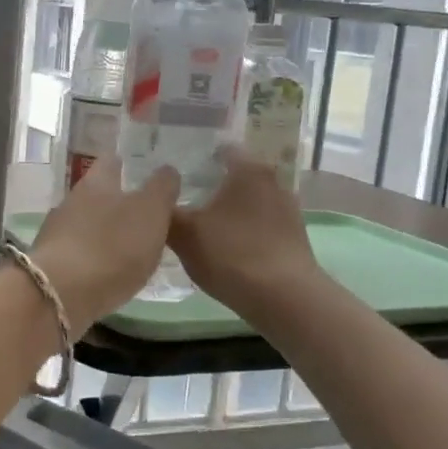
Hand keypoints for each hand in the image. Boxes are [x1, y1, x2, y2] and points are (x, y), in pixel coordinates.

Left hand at [29, 157, 180, 330]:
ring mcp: (58, 232)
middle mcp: (72, 201)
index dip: (128, 162)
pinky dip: (96, 256)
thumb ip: (161, 189)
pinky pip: (80, 251)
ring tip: (132, 244)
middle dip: (118, 199)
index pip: (111, 160)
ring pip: (87, 222)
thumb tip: (167, 170)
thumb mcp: (150, 212)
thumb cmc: (112, 245)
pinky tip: (110, 270)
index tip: (143, 167)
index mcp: (96, 182)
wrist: (60, 295)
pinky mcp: (53, 264)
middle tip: (146, 210)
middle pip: (98, 192)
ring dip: (106, 230)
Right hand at [167, 148, 321, 316]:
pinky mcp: (293, 235)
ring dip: (227, 208)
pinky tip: (225, 247)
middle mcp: (272, 180)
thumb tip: (154, 198)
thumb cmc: (232, 255)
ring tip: (200, 224)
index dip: (196, 157)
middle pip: (235, 174)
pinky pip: (260, 222)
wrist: (285, 299)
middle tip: (181, 198)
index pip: (220, 148)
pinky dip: (243, 228)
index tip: (176, 172)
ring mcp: (287, 208)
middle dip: (210, 183)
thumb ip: (165, 211)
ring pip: (248, 199)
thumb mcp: (185, 234)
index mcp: (248, 168)